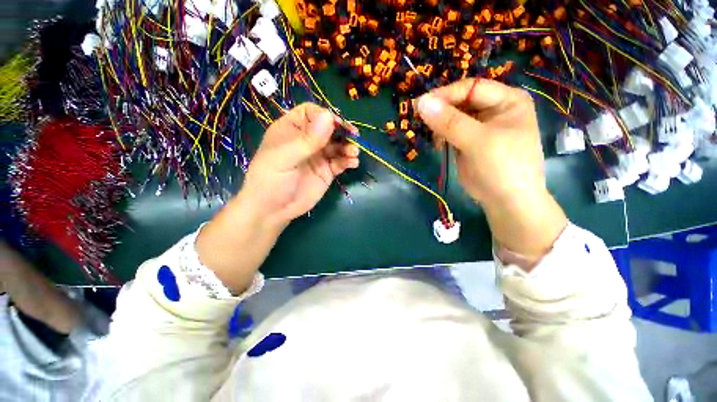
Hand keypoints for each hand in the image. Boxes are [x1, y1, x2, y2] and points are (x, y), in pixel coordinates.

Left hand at [242, 103, 359, 226]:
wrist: (274, 210)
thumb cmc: (271, 179)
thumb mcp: (285, 157)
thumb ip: (307, 139)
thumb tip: (329, 116)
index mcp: (292, 130)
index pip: (311, 113)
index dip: (325, 116)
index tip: (337, 125)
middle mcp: (307, 141)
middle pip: (329, 128)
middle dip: (342, 132)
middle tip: (354, 137)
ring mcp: (318, 156)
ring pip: (337, 146)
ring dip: (348, 147)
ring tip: (354, 153)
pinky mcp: (327, 171)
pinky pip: (340, 162)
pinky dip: (348, 161)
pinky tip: (353, 163)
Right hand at [417, 79, 566, 264]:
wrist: (506, 201)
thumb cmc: (502, 167)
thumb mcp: (478, 141)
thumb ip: (450, 122)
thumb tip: (422, 102)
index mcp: (507, 100)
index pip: (471, 88)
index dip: (446, 95)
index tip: (421, 104)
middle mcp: (494, 110)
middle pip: (461, 102)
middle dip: (441, 111)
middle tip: (419, 119)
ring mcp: (480, 127)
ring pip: (453, 117)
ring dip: (439, 125)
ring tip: (432, 137)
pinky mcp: (469, 142)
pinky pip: (451, 132)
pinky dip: (441, 136)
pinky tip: (438, 145)